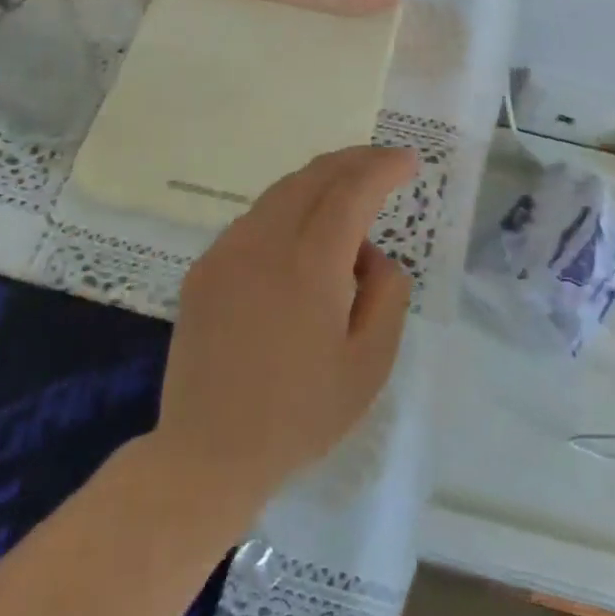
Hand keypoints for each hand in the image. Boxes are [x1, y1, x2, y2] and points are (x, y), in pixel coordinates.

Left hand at [154, 146, 416, 517]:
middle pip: (315, 176)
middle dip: (355, 160)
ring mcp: (227, 250)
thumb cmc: (300, 415)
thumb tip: (371, 254)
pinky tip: (303, 235)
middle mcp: (264, 241)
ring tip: (350, 196)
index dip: (383, 167)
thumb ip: (387, 293)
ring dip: (322, 182)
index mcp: (310, 264)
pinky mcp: (205, 266)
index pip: (352, 190)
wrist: (207, 454)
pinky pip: (256, 219)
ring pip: (282, 192)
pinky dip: (290, 209)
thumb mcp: (370, 364)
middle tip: (385, 163)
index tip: (409, 160)